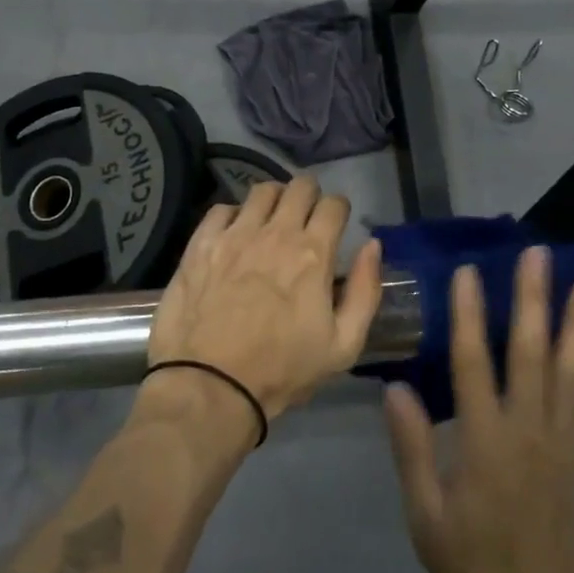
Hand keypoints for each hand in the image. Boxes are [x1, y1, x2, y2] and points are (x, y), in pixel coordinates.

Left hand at [147, 176, 382, 424]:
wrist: (209, 386)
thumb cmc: (282, 370)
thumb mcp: (343, 346)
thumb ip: (364, 291)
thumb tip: (373, 246)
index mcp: (313, 253)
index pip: (334, 204)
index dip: (339, 210)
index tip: (335, 224)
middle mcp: (275, 232)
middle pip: (299, 186)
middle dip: (309, 195)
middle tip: (305, 217)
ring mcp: (234, 234)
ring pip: (261, 191)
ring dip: (273, 200)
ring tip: (270, 221)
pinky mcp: (200, 244)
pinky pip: (221, 209)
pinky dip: (233, 215)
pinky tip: (233, 235)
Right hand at [384, 248, 573, 572]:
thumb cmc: (469, 565)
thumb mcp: (425, 513)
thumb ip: (412, 447)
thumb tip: (396, 387)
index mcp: (485, 442)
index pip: (474, 363)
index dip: (469, 314)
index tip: (468, 272)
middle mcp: (528, 430)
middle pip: (532, 353)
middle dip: (534, 299)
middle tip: (538, 254)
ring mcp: (560, 441)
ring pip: (571, 370)